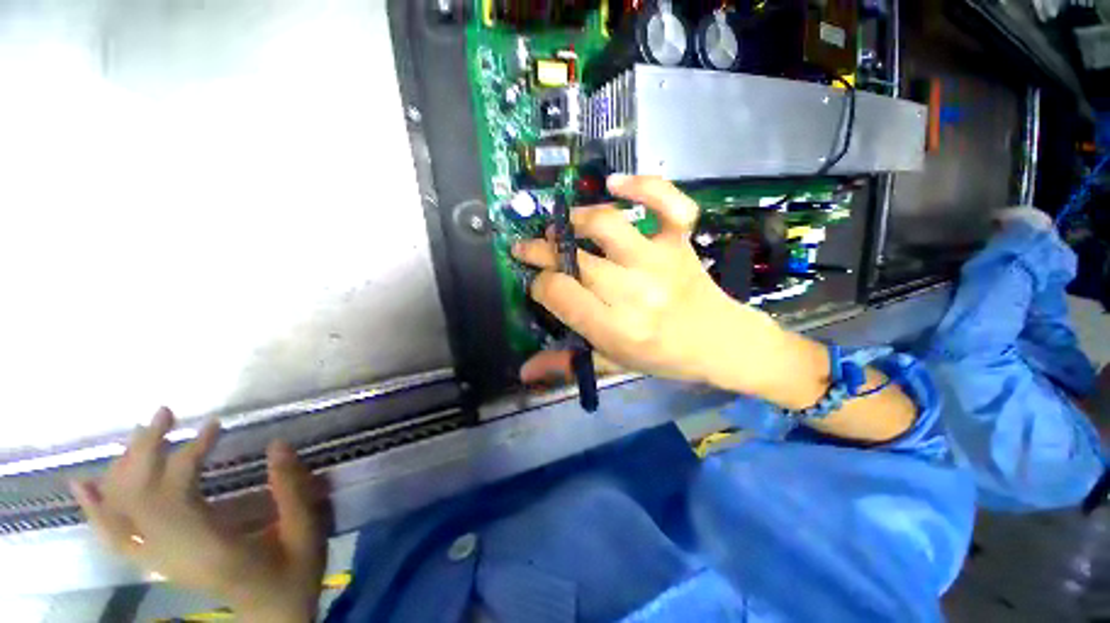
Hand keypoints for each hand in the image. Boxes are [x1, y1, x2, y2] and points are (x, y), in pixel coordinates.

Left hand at [70, 408, 324, 622]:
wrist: (273, 617)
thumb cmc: (293, 574)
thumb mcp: (306, 531)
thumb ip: (292, 489)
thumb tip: (278, 443)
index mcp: (210, 550)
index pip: (176, 495)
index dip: (189, 454)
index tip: (215, 425)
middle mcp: (172, 556)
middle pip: (136, 499)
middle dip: (145, 450)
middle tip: (165, 413)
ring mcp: (159, 562)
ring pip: (118, 514)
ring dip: (123, 468)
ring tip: (141, 432)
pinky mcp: (157, 561)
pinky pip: (112, 537)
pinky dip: (95, 510)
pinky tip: (85, 486)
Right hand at [514, 175, 917, 441]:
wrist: (720, 342)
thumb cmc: (662, 356)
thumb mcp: (611, 364)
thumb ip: (565, 364)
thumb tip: (522, 371)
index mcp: (615, 327)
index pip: (557, 292)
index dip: (540, 283)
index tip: (539, 283)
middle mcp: (633, 290)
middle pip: (574, 259)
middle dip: (542, 250)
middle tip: (531, 247)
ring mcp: (659, 261)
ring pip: (606, 225)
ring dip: (576, 219)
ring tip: (563, 225)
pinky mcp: (680, 241)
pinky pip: (667, 203)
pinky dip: (643, 185)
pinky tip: (615, 183)